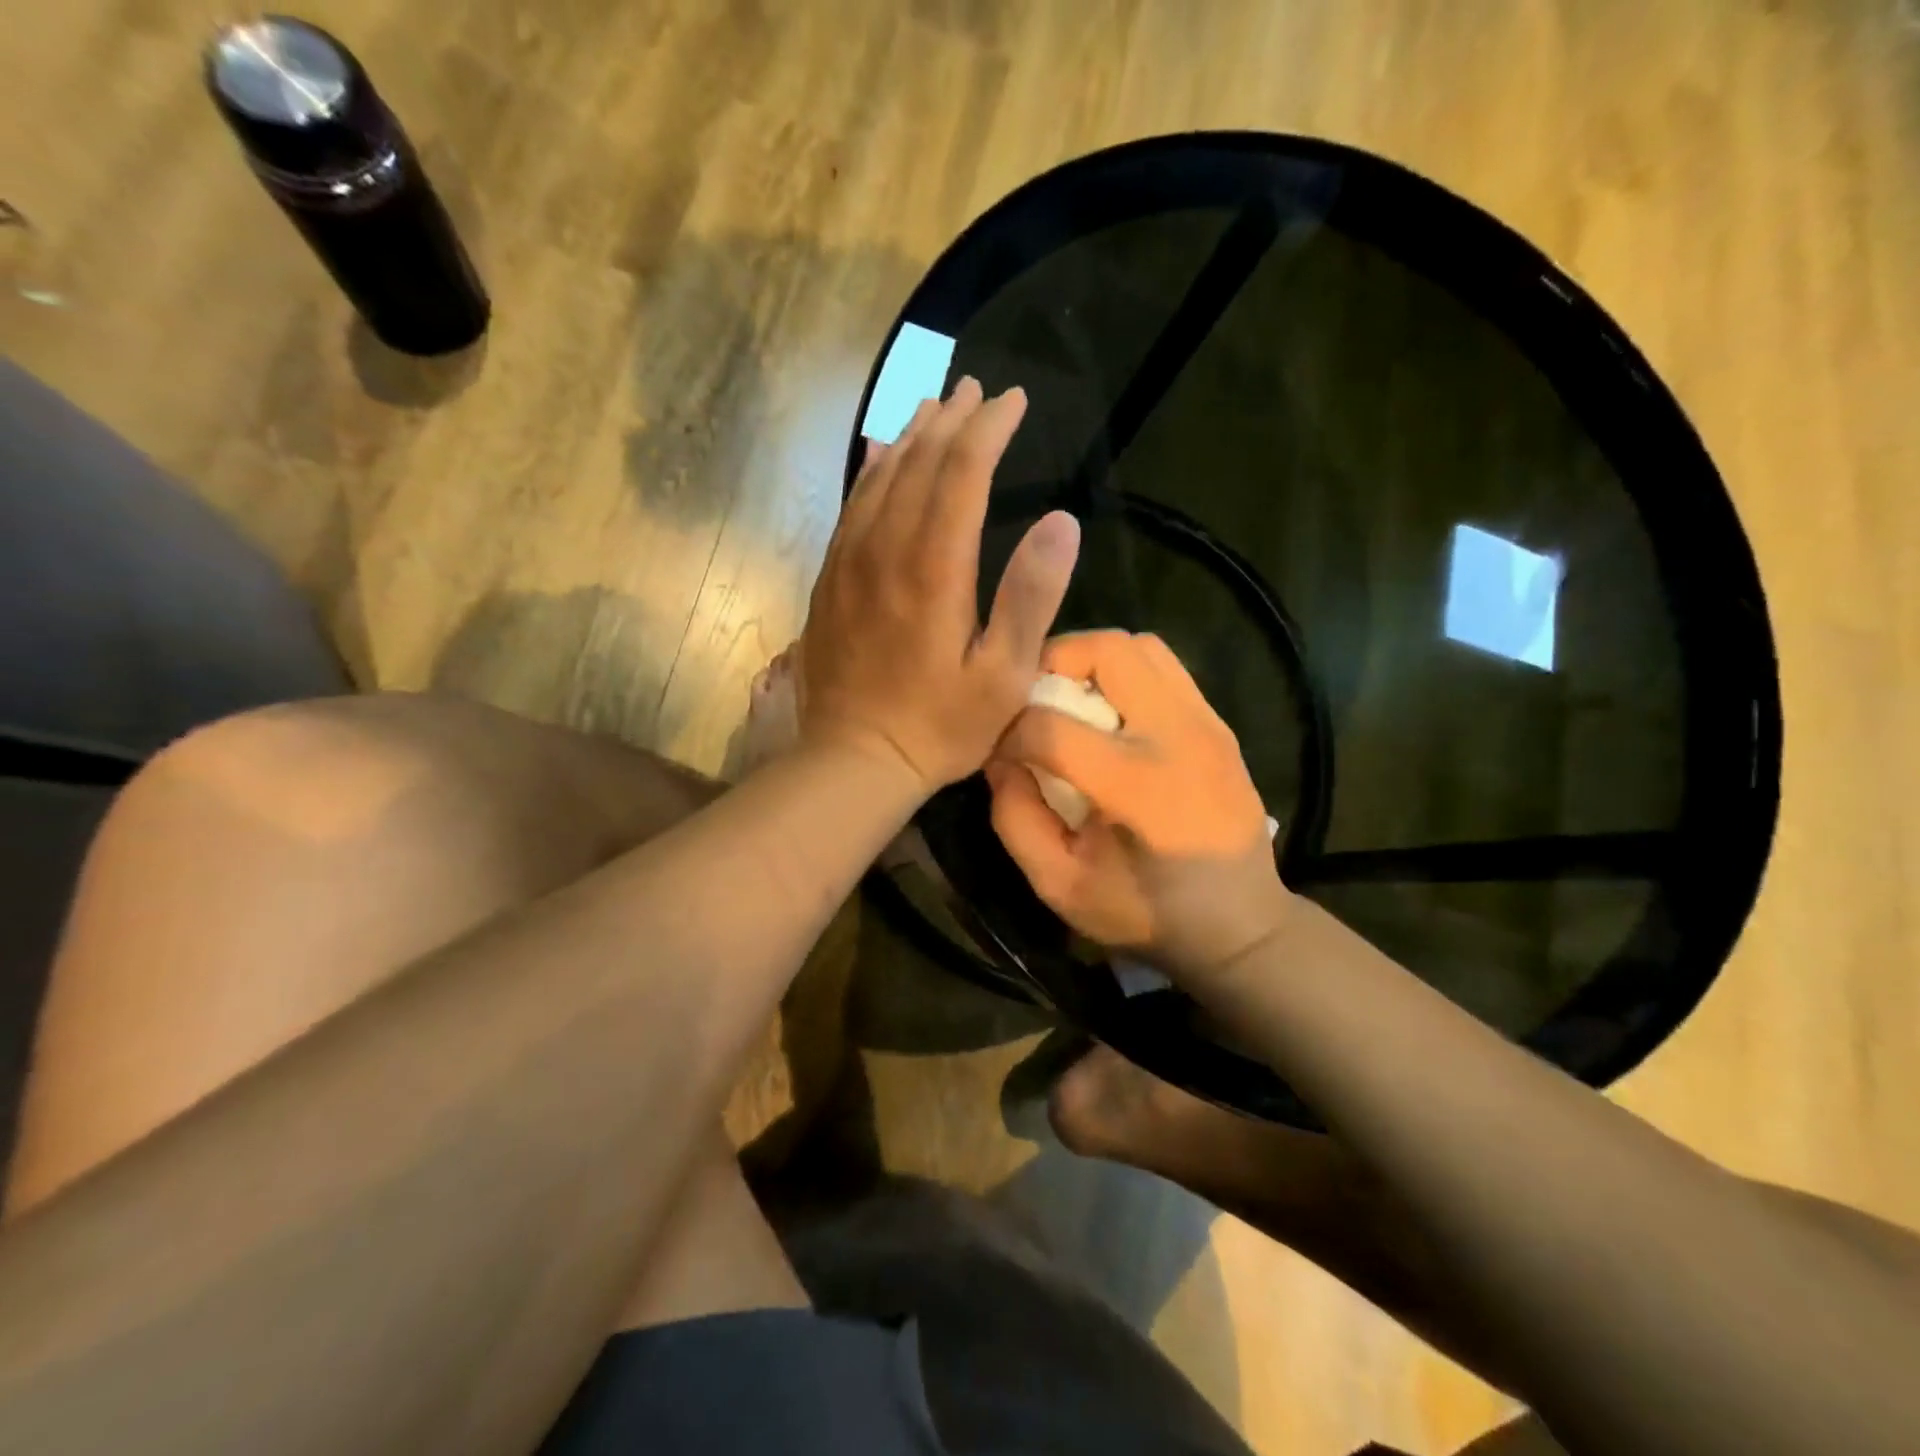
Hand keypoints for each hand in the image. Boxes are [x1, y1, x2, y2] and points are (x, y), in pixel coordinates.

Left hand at [799, 378, 1080, 793]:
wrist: (855, 759)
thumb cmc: (939, 726)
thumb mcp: (1003, 676)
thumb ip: (1031, 597)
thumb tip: (1062, 520)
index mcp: (934, 567)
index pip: (963, 471)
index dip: (990, 428)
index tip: (1015, 401)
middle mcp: (886, 549)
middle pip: (919, 463)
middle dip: (953, 420)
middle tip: (978, 390)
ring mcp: (850, 561)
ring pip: (880, 477)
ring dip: (911, 436)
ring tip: (935, 407)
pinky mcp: (830, 579)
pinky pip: (851, 507)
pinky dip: (870, 471)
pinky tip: (878, 453)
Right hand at [986, 630, 1293, 977]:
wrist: (1241, 924)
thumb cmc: (1146, 914)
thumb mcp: (1060, 886)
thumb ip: (1016, 820)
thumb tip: (1000, 760)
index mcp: (1138, 788)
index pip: (1051, 727)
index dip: (1008, 732)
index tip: (998, 751)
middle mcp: (1179, 738)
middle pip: (1107, 651)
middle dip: (1052, 662)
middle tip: (1031, 697)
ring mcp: (1206, 723)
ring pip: (1140, 645)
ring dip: (1091, 659)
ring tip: (1068, 698)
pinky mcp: (1218, 723)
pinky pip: (1164, 667)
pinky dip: (1124, 673)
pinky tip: (1109, 714)